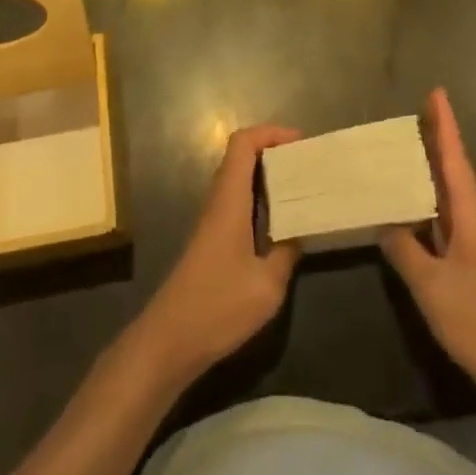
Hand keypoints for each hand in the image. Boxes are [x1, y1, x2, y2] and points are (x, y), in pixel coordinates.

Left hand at [133, 124, 302, 384]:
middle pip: (240, 156)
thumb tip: (300, 232)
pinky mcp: (211, 241)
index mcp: (229, 200)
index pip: (242, 143)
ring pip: (238, 180)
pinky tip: (280, 223)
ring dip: (267, 175)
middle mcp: (218, 202)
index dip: (270, 133)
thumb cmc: (217, 306)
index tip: (300, 142)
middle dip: (274, 151)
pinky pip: (237, 202)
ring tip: (300, 188)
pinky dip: (259, 199)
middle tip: (306, 164)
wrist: (168, 341)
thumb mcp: (266, 285)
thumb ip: (287, 253)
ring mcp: (212, 222)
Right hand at [382, 89, 475, 401]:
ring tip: (406, 147)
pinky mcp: (468, 262)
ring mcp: (473, 242)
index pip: (455, 159)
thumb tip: (384, 221)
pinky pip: (443, 217)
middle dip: (437, 138)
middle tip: (415, 111)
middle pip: (453, 169)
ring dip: (431, 168)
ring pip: (448, 193)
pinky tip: (410, 205)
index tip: (437, 92)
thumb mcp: (432, 286)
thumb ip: (405, 250)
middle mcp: (474, 220)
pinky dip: (427, 201)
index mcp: (470, 215)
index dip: (445, 125)